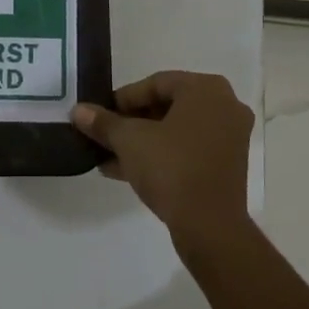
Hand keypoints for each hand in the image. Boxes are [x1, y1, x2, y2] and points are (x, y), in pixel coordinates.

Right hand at [73, 72, 253, 250]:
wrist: (209, 225)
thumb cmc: (171, 168)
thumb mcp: (129, 141)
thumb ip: (103, 122)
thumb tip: (78, 111)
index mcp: (206, 89)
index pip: (156, 83)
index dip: (123, 98)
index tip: (100, 114)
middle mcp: (225, 106)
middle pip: (167, 106)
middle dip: (131, 121)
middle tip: (105, 134)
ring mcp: (230, 137)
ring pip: (176, 131)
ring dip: (142, 141)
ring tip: (107, 155)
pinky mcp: (227, 165)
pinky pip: (188, 150)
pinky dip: (161, 155)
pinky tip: (124, 170)